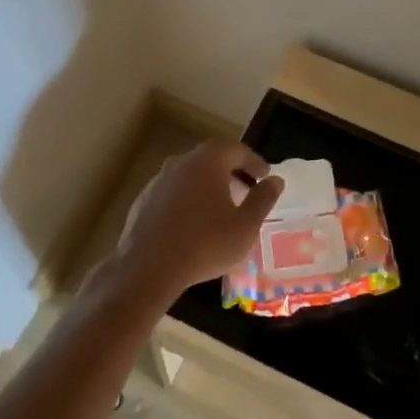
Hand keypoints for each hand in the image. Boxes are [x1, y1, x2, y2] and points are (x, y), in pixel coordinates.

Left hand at [109, 140, 282, 303]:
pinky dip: (189, 199)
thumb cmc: (205, 244)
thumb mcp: (245, 226)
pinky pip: (174, 191)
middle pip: (213, 158)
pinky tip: (193, 223)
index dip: (254, 162)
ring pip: (191, 174)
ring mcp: (159, 179)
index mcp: (208, 160)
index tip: (265, 178)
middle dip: (233, 172)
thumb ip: (263, 199)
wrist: (147, 269)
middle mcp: (182, 161)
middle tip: (247, 191)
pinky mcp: (144, 199)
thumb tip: (275, 180)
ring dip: (209, 185)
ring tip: (222, 208)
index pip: (237, 150)